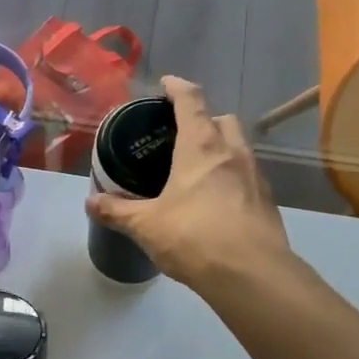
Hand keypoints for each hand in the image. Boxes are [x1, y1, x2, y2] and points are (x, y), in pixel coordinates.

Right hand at [85, 76, 291, 293]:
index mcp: (200, 146)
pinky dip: (232, 178)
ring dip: (220, 148)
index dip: (177, 87)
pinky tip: (217, 201)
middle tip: (181, 135)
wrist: (252, 274)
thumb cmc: (194, 237)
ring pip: (238, 147)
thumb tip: (90, 202)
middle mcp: (232, 151)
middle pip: (222, 119)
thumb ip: (117, 211)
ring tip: (197, 169)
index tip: (167, 84)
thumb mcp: (146, 225)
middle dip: (204, 119)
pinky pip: (247, 176)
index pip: (191, 100)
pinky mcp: (267, 201)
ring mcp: (255, 175)